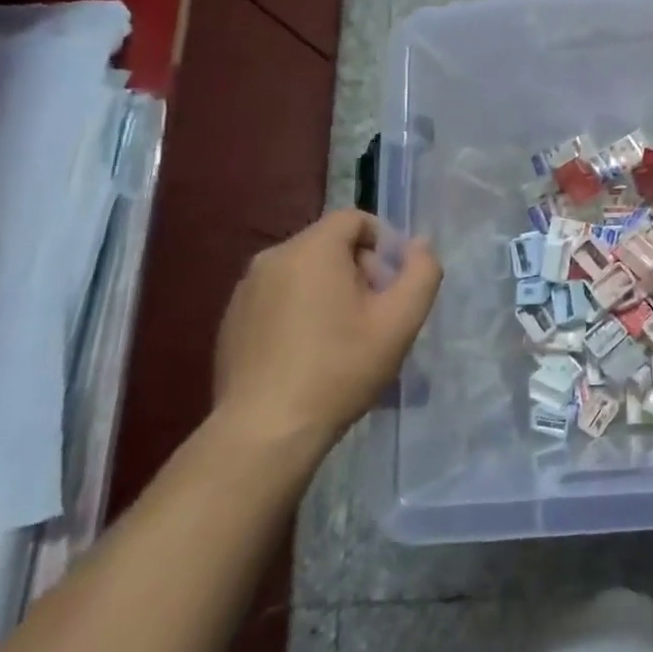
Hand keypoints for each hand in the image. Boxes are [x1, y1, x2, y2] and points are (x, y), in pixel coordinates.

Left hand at [211, 209, 441, 456]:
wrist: (265, 432)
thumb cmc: (340, 368)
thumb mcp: (400, 320)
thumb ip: (421, 272)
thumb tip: (419, 244)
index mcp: (311, 249)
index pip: (354, 219)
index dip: (383, 242)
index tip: (393, 284)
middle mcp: (271, 259)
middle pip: (329, 244)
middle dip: (359, 269)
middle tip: (375, 314)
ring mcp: (244, 291)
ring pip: (303, 272)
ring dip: (330, 290)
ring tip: (345, 337)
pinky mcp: (231, 322)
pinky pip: (278, 297)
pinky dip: (300, 311)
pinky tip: (310, 354)